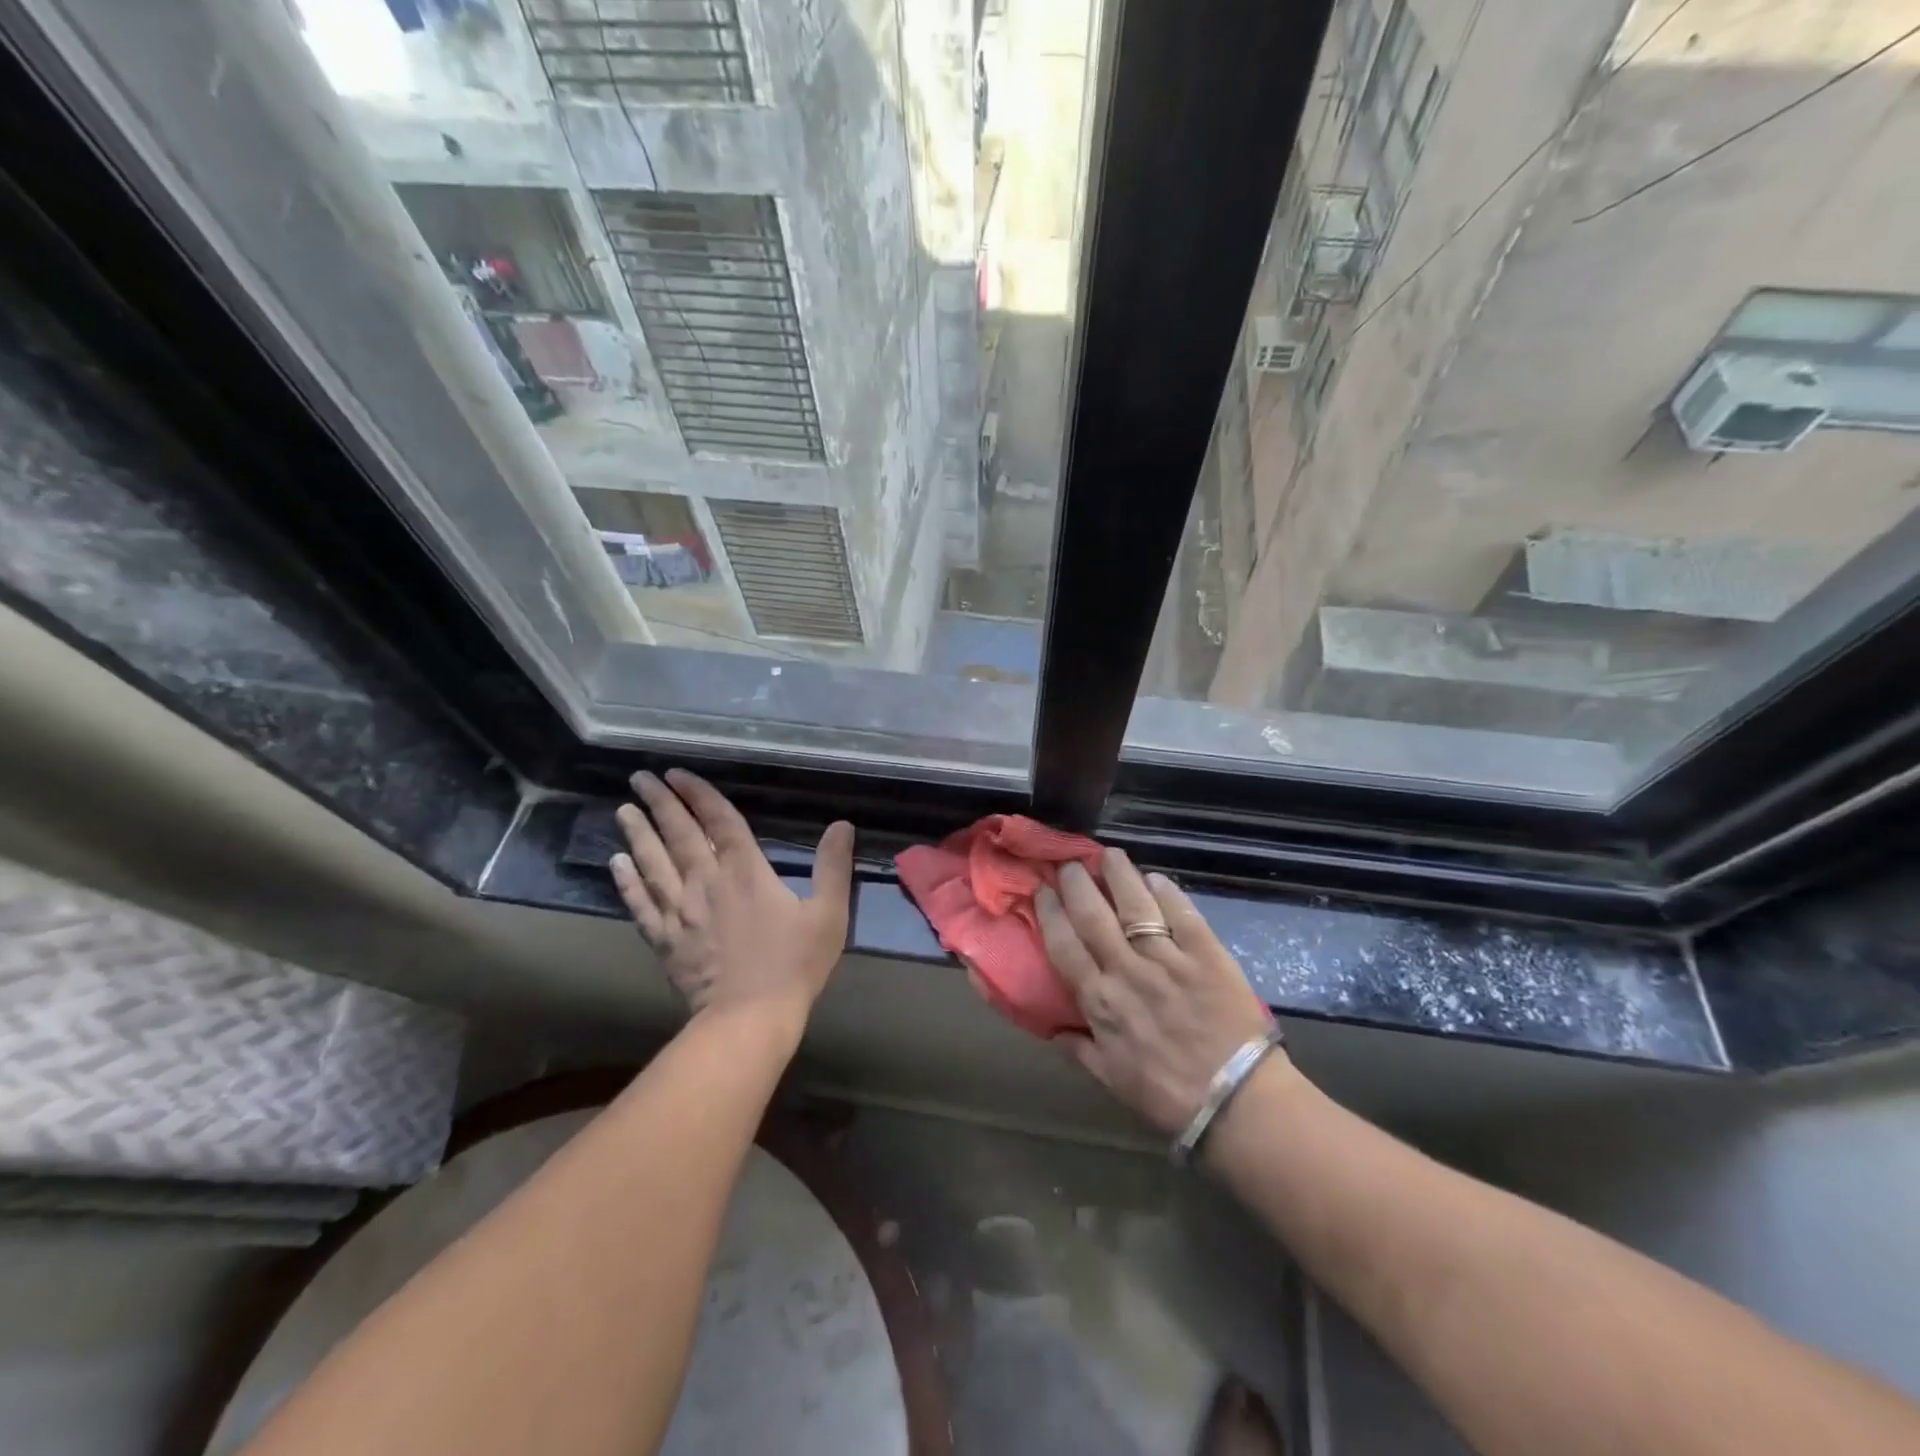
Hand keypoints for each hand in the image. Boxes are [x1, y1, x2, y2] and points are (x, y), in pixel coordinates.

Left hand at [610, 769, 853, 1026]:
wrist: (749, 1017)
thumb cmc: (793, 964)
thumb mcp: (828, 913)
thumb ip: (833, 867)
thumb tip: (843, 825)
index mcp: (746, 871)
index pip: (719, 821)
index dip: (700, 794)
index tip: (678, 773)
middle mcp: (706, 882)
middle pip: (678, 834)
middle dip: (660, 802)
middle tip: (640, 777)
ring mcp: (680, 911)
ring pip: (653, 863)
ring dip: (638, 833)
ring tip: (623, 809)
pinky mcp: (664, 939)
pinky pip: (640, 904)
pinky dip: (627, 881)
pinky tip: (615, 863)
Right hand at [1037, 849, 1276, 1135]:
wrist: (1237, 1102)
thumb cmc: (1169, 1095)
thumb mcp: (1112, 1080)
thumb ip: (1079, 1050)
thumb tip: (1052, 1029)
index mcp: (1099, 1001)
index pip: (1064, 945)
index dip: (1050, 912)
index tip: (1042, 890)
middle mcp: (1127, 971)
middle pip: (1093, 915)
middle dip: (1078, 883)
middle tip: (1070, 863)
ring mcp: (1168, 959)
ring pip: (1135, 905)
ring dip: (1118, 875)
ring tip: (1109, 855)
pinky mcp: (1206, 954)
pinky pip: (1182, 913)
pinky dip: (1166, 891)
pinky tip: (1155, 878)